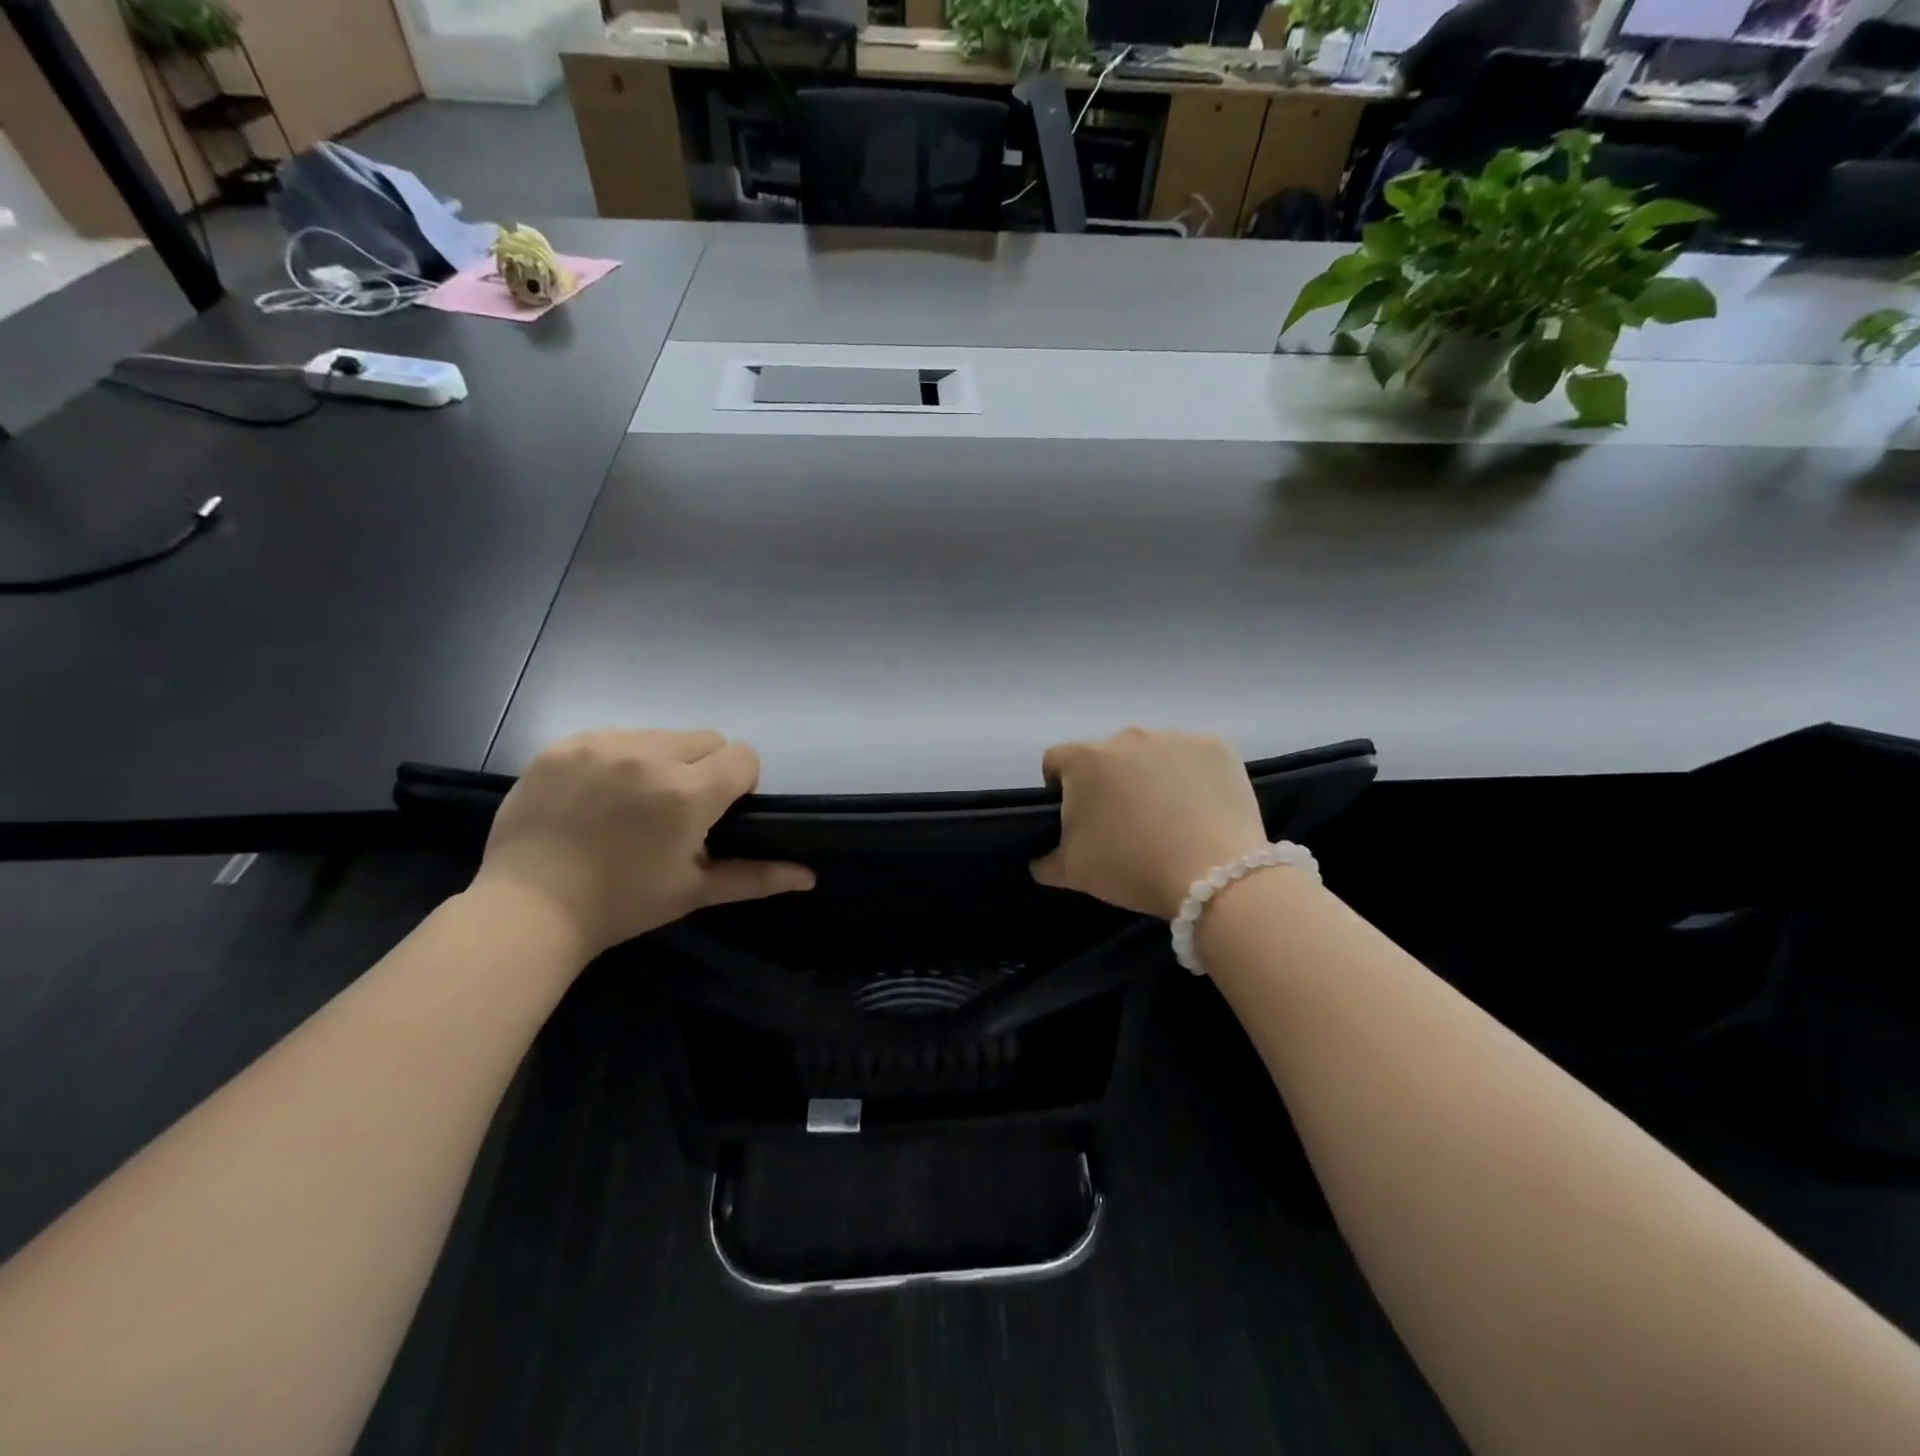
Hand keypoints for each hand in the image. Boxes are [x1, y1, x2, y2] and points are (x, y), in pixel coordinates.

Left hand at [471, 729, 813, 956]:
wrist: (528, 909)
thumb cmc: (622, 905)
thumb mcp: (694, 891)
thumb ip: (757, 876)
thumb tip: (809, 876)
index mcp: (688, 793)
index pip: (744, 756)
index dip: (740, 783)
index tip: (717, 813)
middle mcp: (650, 756)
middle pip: (706, 738)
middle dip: (703, 768)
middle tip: (675, 809)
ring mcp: (602, 745)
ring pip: (659, 734)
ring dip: (661, 760)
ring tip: (632, 802)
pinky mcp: (564, 745)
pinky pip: (613, 737)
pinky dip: (617, 759)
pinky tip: (596, 796)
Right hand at [1031, 728, 1268, 919]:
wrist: (1215, 876)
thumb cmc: (1132, 867)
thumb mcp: (1073, 873)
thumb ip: (1046, 860)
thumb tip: (1040, 858)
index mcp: (1086, 759)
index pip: (1056, 760)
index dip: (1059, 786)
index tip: (1076, 814)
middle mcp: (1127, 737)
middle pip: (1107, 755)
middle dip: (1110, 781)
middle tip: (1126, 822)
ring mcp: (1175, 737)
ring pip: (1151, 753)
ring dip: (1151, 775)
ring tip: (1169, 817)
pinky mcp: (1216, 746)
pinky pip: (1192, 756)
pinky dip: (1191, 775)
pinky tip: (1200, 808)